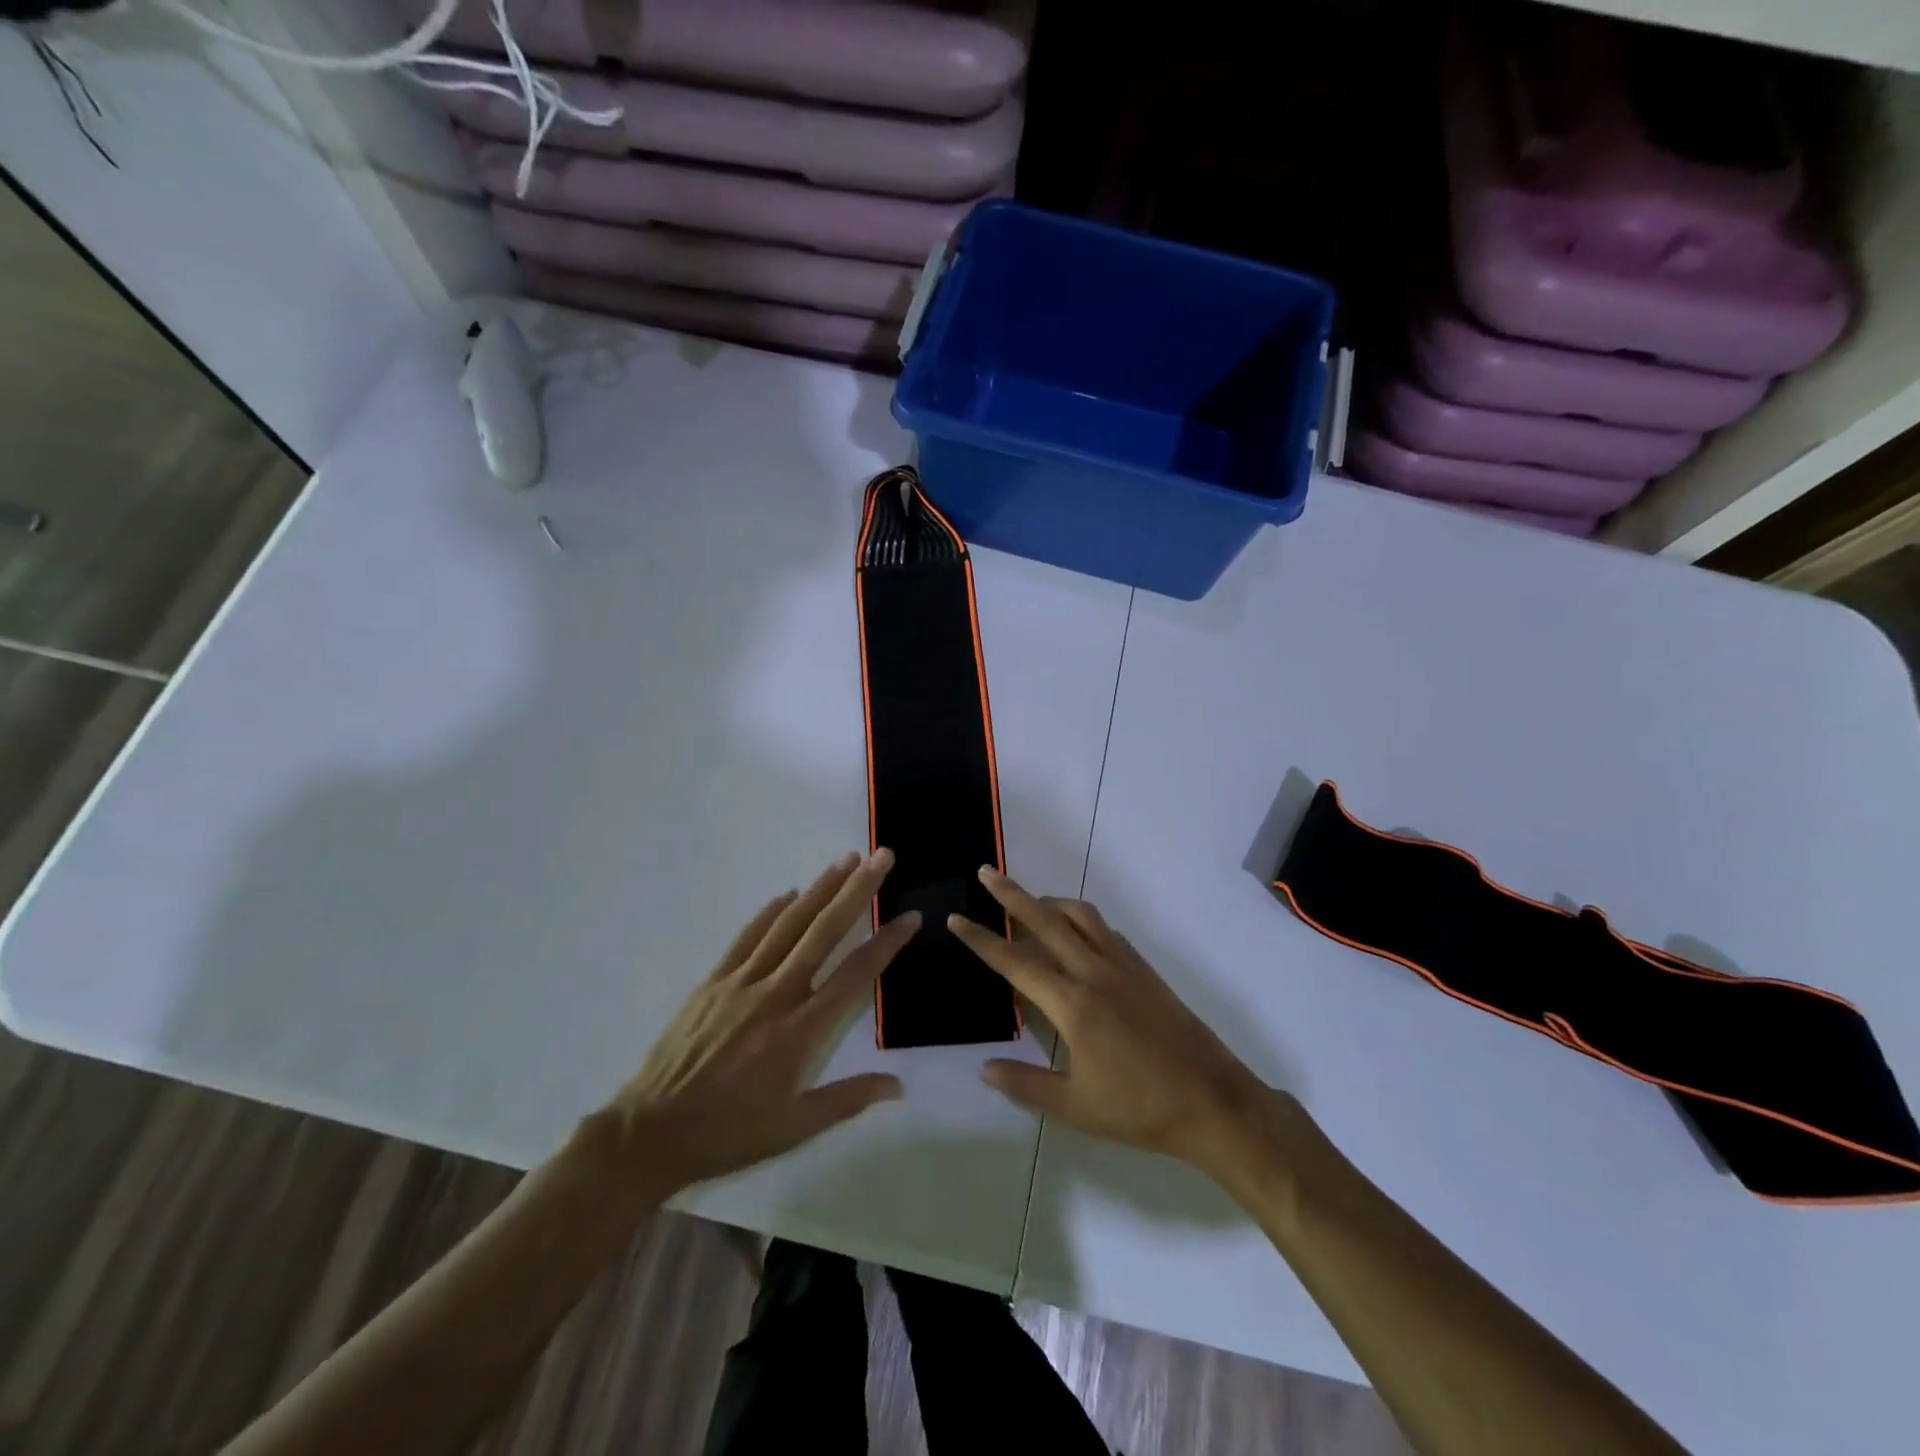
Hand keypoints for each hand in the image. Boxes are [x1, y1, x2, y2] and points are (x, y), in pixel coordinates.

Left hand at [590, 850, 918, 1201]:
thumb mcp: (795, 1128)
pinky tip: (789, 892)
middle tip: (881, 857)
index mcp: (801, 1030)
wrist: (651, 1131)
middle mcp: (776, 994)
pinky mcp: (714, 981)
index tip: (910, 916)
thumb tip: (899, 1085)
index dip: (886, 943)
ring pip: (789, 923)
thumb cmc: (730, 1133)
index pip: (855, 975)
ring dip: (820, 888)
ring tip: (846, 859)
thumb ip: (848, 1099)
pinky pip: (748, 936)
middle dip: (857, 890)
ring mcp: (742, 981)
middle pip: (824, 931)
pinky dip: (771, 910)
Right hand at [950, 869, 1282, 1179]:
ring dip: (1050, 902)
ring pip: (1081, 916)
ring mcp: (1124, 967)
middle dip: (1011, 894)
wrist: (1213, 1102)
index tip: (956, 919)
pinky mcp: (1146, 971)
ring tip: (1028, 902)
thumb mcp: (1075, 1108)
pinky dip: (1082, 922)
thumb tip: (984, 1068)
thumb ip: (1026, 1085)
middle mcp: (1095, 972)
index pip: (1015, 962)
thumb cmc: (1140, 1109)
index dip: (982, 939)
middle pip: (1046, 920)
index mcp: (1072, 1004)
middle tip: (986, 872)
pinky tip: (1076, 936)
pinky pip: (1106, 931)